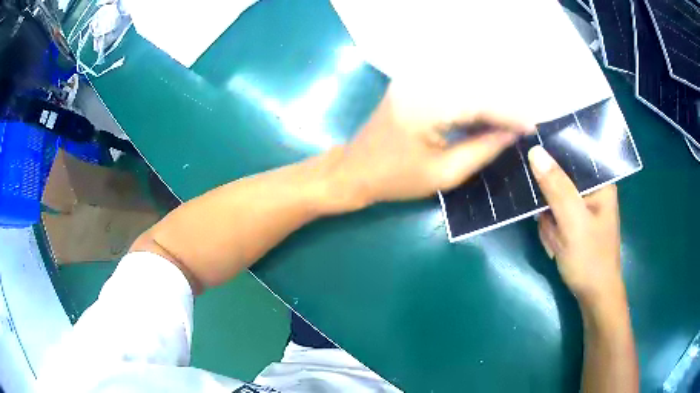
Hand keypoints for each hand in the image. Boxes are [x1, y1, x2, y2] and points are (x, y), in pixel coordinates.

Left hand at [327, 82, 531, 208]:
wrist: (354, 169)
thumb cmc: (396, 178)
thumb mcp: (445, 173)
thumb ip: (482, 150)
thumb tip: (512, 135)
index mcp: (426, 105)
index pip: (480, 102)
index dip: (510, 113)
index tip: (533, 126)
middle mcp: (420, 82)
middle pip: (475, 87)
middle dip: (505, 106)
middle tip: (525, 124)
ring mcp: (414, 79)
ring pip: (466, 84)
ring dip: (491, 102)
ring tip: (511, 122)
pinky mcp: (413, 83)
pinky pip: (452, 87)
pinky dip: (473, 100)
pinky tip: (487, 115)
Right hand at [527, 146, 624, 308]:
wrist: (594, 297)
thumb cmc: (590, 259)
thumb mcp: (573, 222)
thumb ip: (556, 187)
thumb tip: (535, 151)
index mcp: (601, 181)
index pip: (573, 153)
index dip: (552, 156)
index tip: (533, 163)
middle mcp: (593, 189)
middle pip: (561, 178)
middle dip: (550, 204)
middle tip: (553, 225)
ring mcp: (584, 207)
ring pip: (554, 199)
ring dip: (549, 221)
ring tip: (557, 242)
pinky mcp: (575, 221)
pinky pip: (555, 215)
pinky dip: (551, 230)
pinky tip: (557, 245)